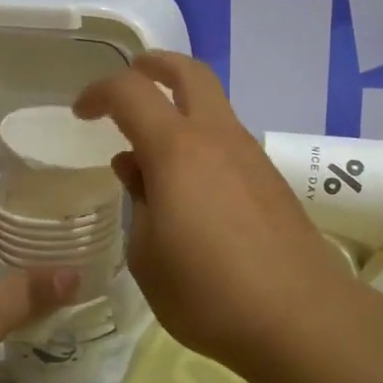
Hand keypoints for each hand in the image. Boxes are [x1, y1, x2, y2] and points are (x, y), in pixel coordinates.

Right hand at [73, 54, 363, 378]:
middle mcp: (217, 137)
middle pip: (189, 72)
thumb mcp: (148, 256)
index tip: (81, 113)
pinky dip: (201, 139)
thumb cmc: (208, 292)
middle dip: (154, 65)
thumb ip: (137, 201)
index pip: (130, 92)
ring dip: (181, 106)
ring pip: (213, 105)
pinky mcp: (271, 179)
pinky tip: (191, 184)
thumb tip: (135, 168)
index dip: (98, 92)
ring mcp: (251, 155)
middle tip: (131, 77)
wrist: (301, 318)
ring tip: (154, 148)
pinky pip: (228, 139)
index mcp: (177, 150)